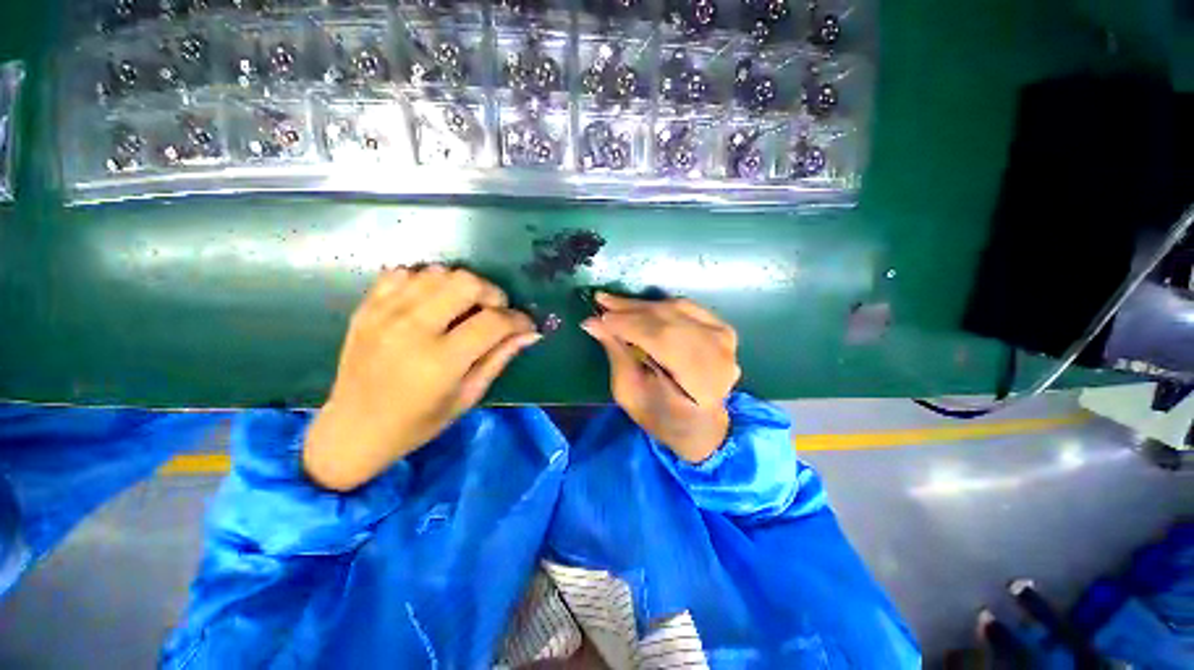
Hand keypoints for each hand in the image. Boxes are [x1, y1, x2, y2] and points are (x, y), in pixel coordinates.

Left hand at [303, 266, 539, 490]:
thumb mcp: (468, 396)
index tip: (525, 326)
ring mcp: (384, 314)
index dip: (518, 320)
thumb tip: (530, 333)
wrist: (352, 429)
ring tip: (462, 308)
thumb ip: (499, 358)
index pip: (494, 322)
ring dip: (460, 287)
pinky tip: (429, 303)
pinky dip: (424, 282)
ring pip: (437, 272)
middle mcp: (412, 330)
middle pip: (466, 282)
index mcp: (441, 361)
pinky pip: (403, 273)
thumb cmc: (418, 423)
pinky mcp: (366, 308)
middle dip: (492, 293)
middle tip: (493, 312)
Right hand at [582, 293, 739, 463]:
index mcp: (701, 382)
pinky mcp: (722, 329)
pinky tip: (639, 308)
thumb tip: (594, 323)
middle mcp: (719, 356)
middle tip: (602, 302)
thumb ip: (617, 355)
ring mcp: (725, 339)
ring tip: (614, 304)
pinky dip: (660, 305)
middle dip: (631, 310)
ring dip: (642, 305)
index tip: (597, 318)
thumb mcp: (631, 394)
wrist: (702, 426)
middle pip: (669, 320)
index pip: (662, 339)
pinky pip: (686, 307)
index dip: (628, 325)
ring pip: (677, 309)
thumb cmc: (662, 418)